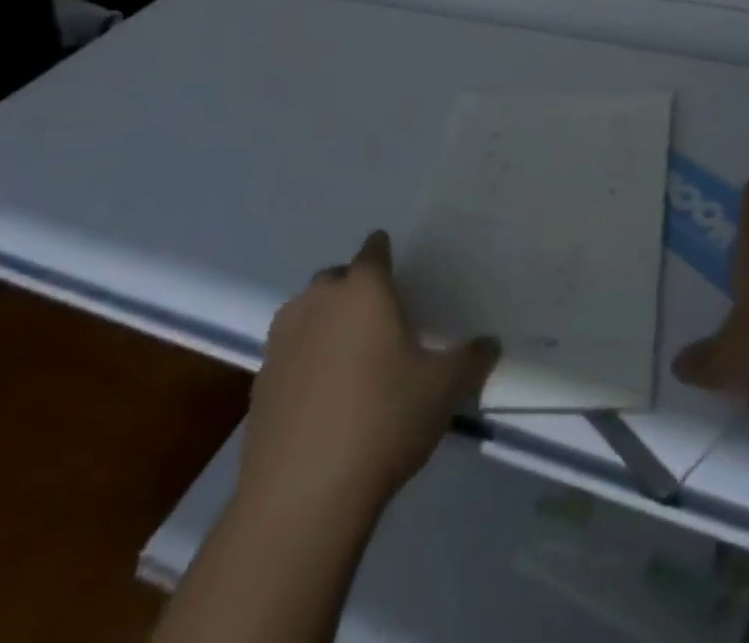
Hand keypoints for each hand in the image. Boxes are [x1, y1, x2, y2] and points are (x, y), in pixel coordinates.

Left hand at [238, 231, 498, 518]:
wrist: (301, 497)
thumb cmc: (383, 420)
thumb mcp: (444, 388)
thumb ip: (471, 359)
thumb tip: (491, 343)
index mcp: (364, 290)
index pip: (374, 250)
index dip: (386, 254)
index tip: (399, 272)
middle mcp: (318, 303)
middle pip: (335, 278)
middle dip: (354, 288)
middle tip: (380, 316)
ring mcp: (281, 343)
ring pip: (305, 313)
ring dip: (323, 321)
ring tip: (349, 353)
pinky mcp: (257, 386)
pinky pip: (287, 354)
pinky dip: (303, 361)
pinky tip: (322, 395)